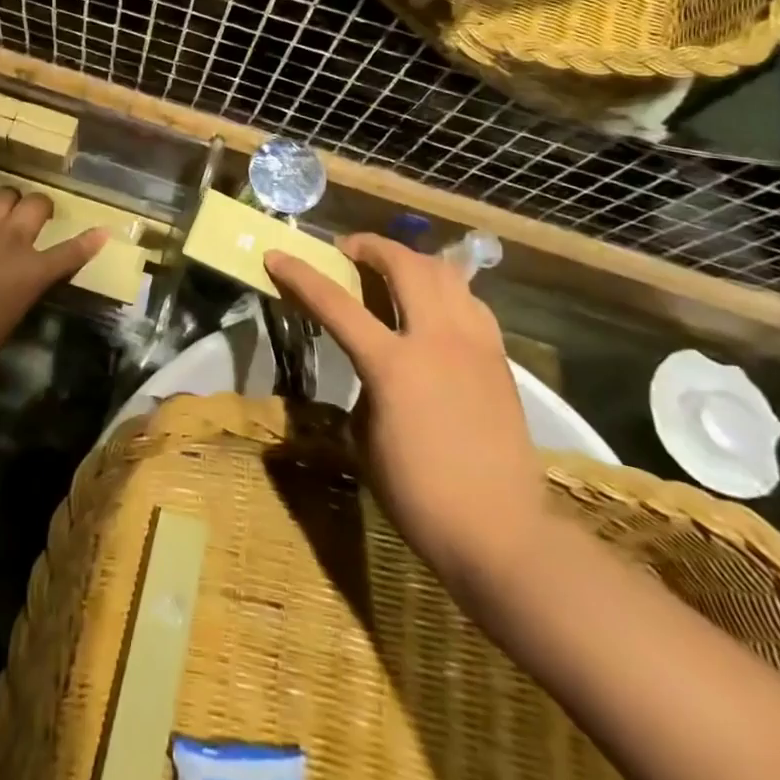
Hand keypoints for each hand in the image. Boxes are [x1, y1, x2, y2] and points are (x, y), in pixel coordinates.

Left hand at [0, 189, 105, 381]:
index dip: (88, 242)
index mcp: (32, 272)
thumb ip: (21, 292)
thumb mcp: (10, 319)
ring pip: (3, 194)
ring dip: (5, 202)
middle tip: (36, 213)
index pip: (70, 253)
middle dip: (40, 206)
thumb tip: (20, 283)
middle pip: (36, 205)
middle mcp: (11, 240)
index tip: (101, 230)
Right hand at [265, 234, 546, 591]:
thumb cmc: (419, 496)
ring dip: (411, 260)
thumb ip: (364, 388)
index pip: (336, 304)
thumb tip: (372, 367)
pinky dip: (445, 289)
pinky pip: (470, 301)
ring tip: (394, 270)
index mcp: (392, 365)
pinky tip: (435, 307)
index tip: (277, 255)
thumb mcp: (366, 440)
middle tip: (349, 251)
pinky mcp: (499, 358)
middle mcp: (436, 340)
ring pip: (445, 272)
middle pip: (403, 264)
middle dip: (369, 246)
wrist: (502, 533)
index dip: (300, 275)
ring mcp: (474, 344)